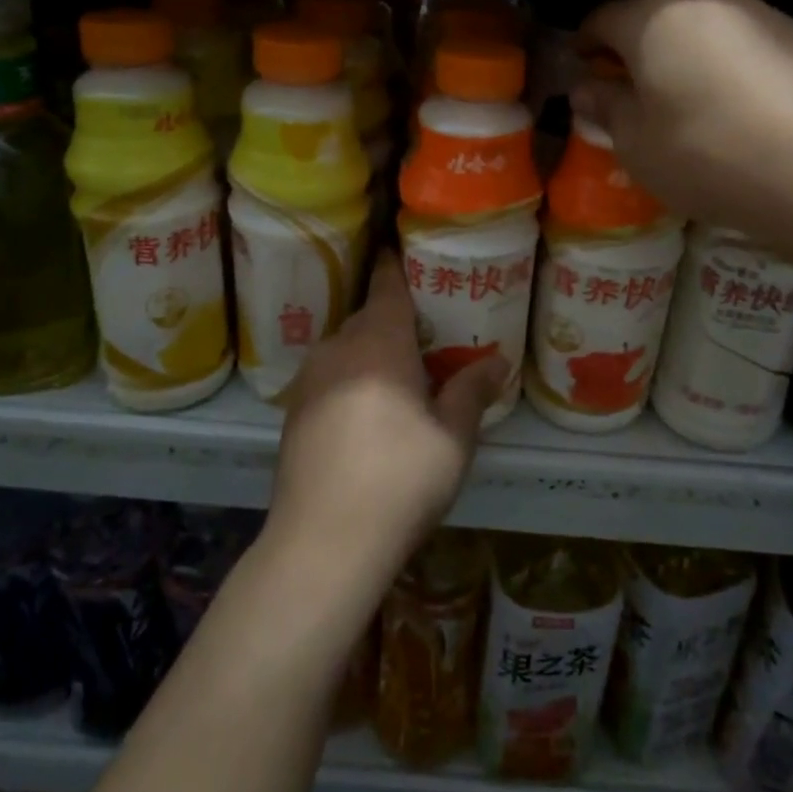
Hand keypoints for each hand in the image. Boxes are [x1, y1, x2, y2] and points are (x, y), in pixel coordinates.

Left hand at [264, 253, 506, 613]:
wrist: (323, 542)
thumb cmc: (399, 479)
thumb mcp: (452, 437)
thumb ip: (472, 391)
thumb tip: (498, 361)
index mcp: (378, 342)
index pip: (387, 285)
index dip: (396, 264)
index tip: (405, 249)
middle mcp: (338, 348)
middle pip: (369, 316)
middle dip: (395, 318)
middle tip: (429, 331)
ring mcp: (309, 379)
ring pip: (347, 347)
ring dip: (372, 351)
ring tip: (402, 372)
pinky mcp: (294, 411)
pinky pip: (330, 375)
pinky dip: (352, 377)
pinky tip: (368, 411)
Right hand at [572, 0, 792, 272]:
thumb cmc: (707, 155)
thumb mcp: (636, 143)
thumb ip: (606, 107)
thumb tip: (587, 88)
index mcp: (655, 19)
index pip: (603, 18)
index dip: (585, 43)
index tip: (581, 67)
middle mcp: (707, 0)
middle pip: (655, 17)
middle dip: (635, 48)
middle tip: (628, 88)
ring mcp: (760, 13)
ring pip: (702, 27)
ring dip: (682, 55)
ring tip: (683, 100)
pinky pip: (741, 43)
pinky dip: (724, 65)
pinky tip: (732, 107)